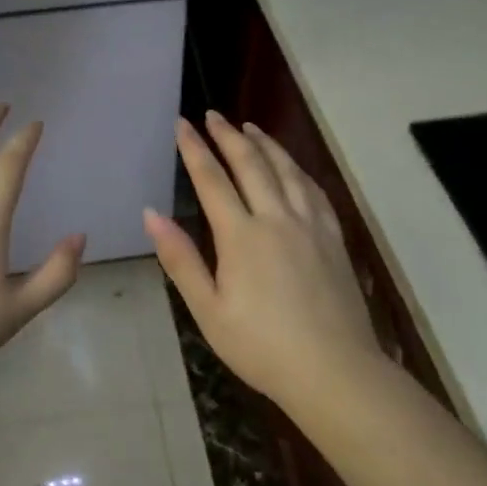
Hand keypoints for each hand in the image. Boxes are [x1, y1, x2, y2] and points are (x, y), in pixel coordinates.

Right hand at [144, 111, 383, 406]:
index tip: (181, 124)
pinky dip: (298, 169)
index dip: (194, 148)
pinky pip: (314, 190)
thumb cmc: (261, 347)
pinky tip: (293, 167)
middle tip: (213, 115)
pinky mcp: (333, 237)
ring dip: (265, 144)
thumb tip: (152, 214)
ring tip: (250, 127)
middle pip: (251, 164)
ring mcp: (311, 225)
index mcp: (242, 236)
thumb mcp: (208, 310)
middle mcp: (277, 218)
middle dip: (228, 136)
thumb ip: (180, 259)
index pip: (212, 179)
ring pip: (286, 170)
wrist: (334, 370)